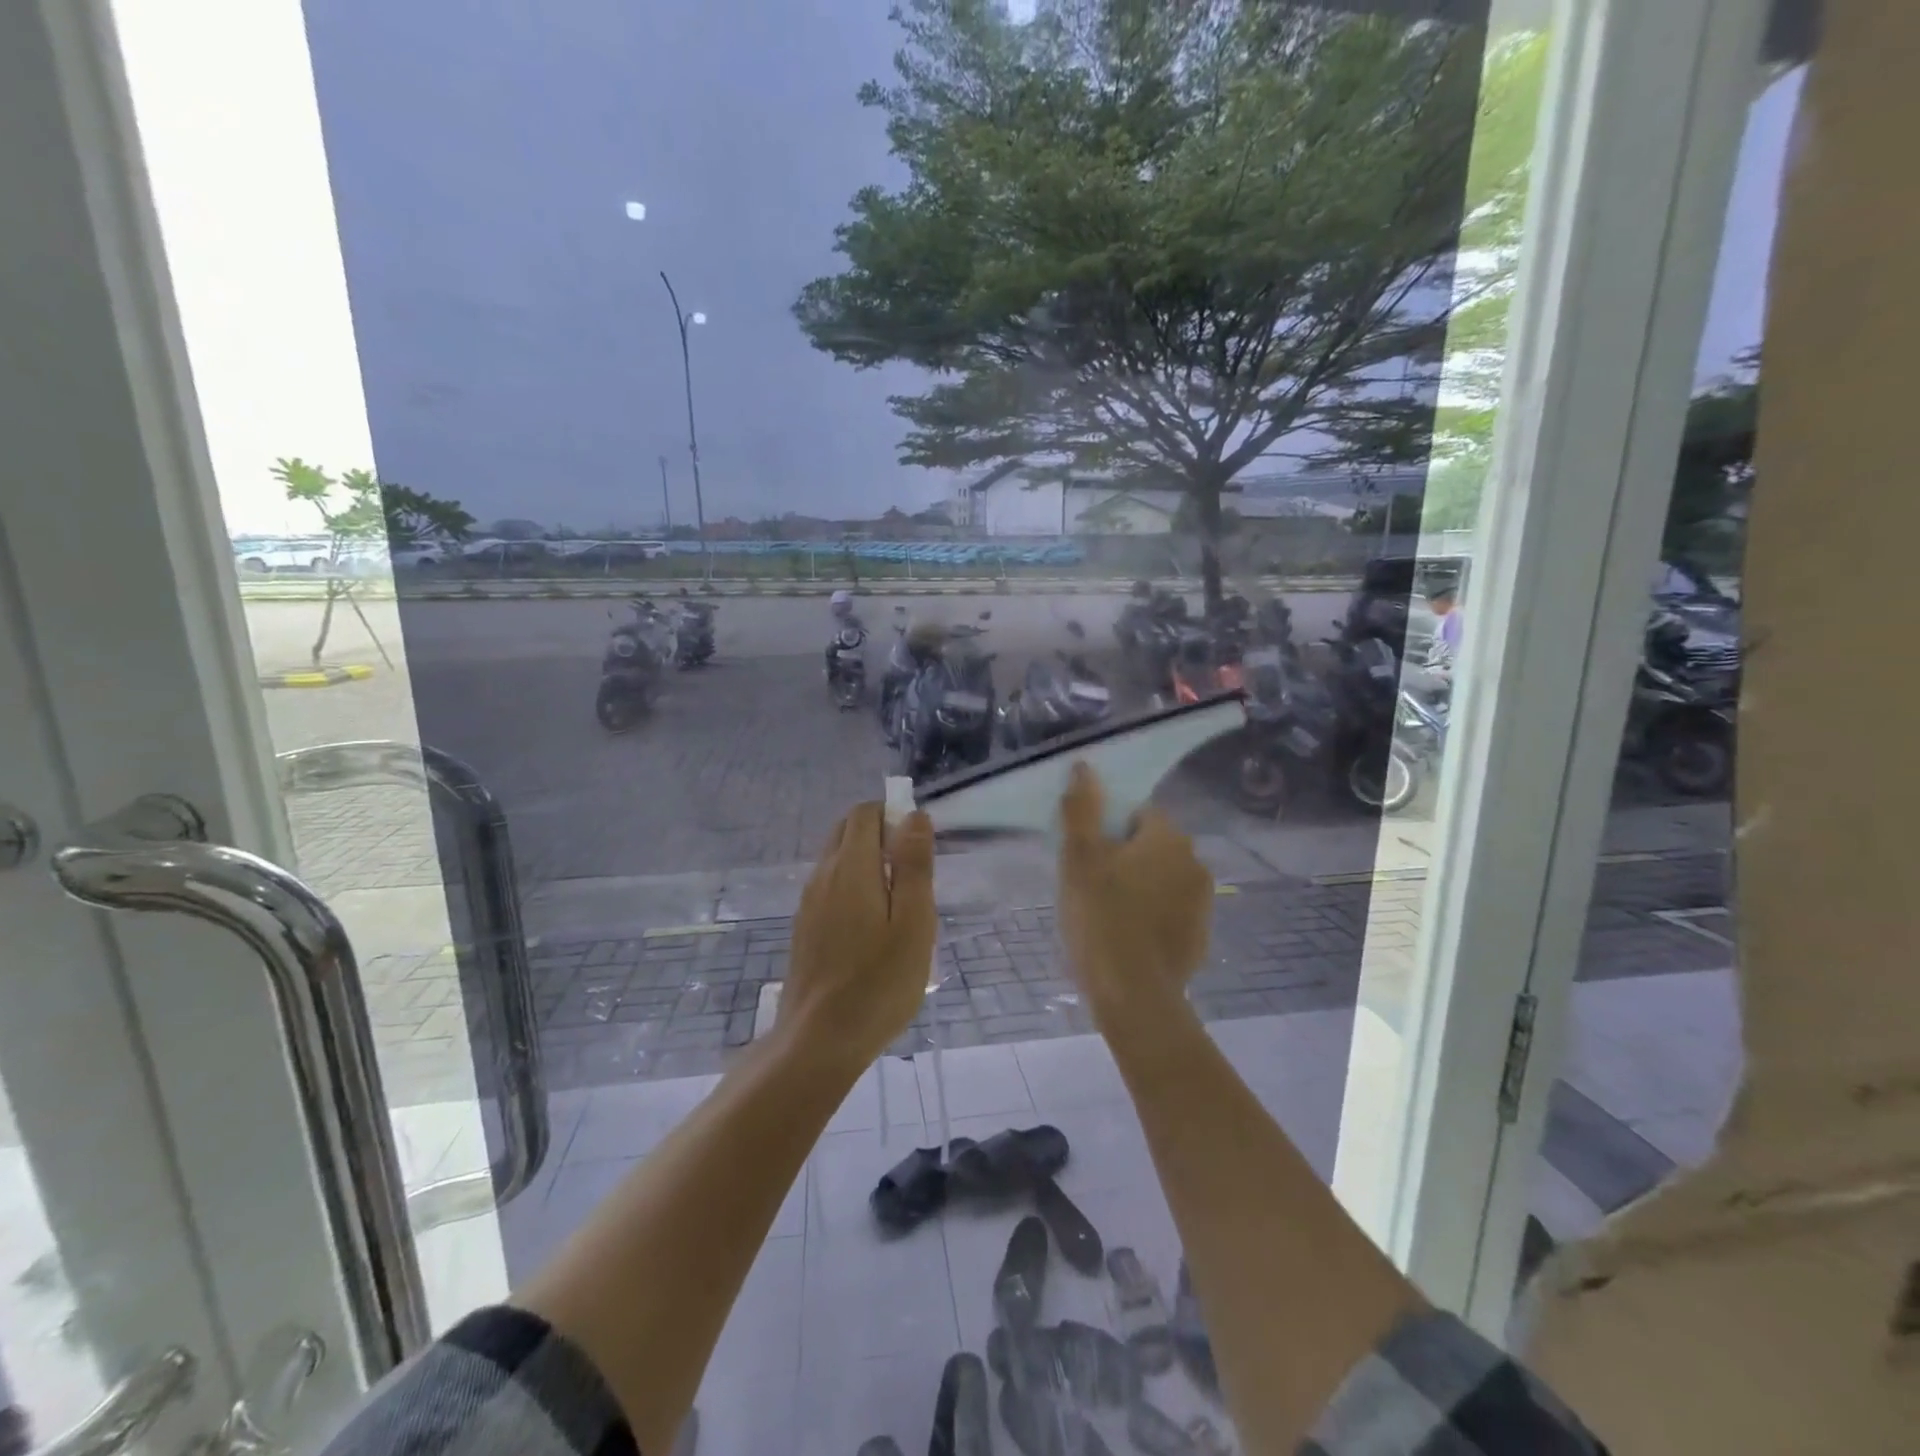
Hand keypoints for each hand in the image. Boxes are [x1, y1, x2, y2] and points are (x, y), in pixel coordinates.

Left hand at [783, 802, 936, 1069]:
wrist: (819, 1040)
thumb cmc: (879, 982)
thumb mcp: (914, 922)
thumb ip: (914, 865)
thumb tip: (914, 816)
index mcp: (850, 866)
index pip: (865, 813)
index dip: (893, 815)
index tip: (918, 847)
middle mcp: (823, 875)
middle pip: (847, 830)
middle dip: (880, 834)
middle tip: (912, 875)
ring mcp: (808, 902)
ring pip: (837, 859)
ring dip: (867, 861)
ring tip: (898, 905)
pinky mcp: (804, 926)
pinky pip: (830, 886)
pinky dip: (853, 885)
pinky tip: (872, 927)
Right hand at [1057, 763, 1212, 1026]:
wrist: (1134, 996)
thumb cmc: (1101, 918)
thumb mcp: (1079, 859)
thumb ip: (1082, 809)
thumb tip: (1084, 766)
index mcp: (1168, 838)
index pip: (1138, 813)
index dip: (1109, 830)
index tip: (1088, 855)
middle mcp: (1195, 862)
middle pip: (1152, 845)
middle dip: (1125, 858)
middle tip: (1091, 885)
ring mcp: (1203, 903)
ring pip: (1162, 879)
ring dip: (1140, 886)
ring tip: (1107, 914)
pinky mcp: (1200, 936)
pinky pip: (1171, 911)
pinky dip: (1153, 916)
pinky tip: (1128, 937)